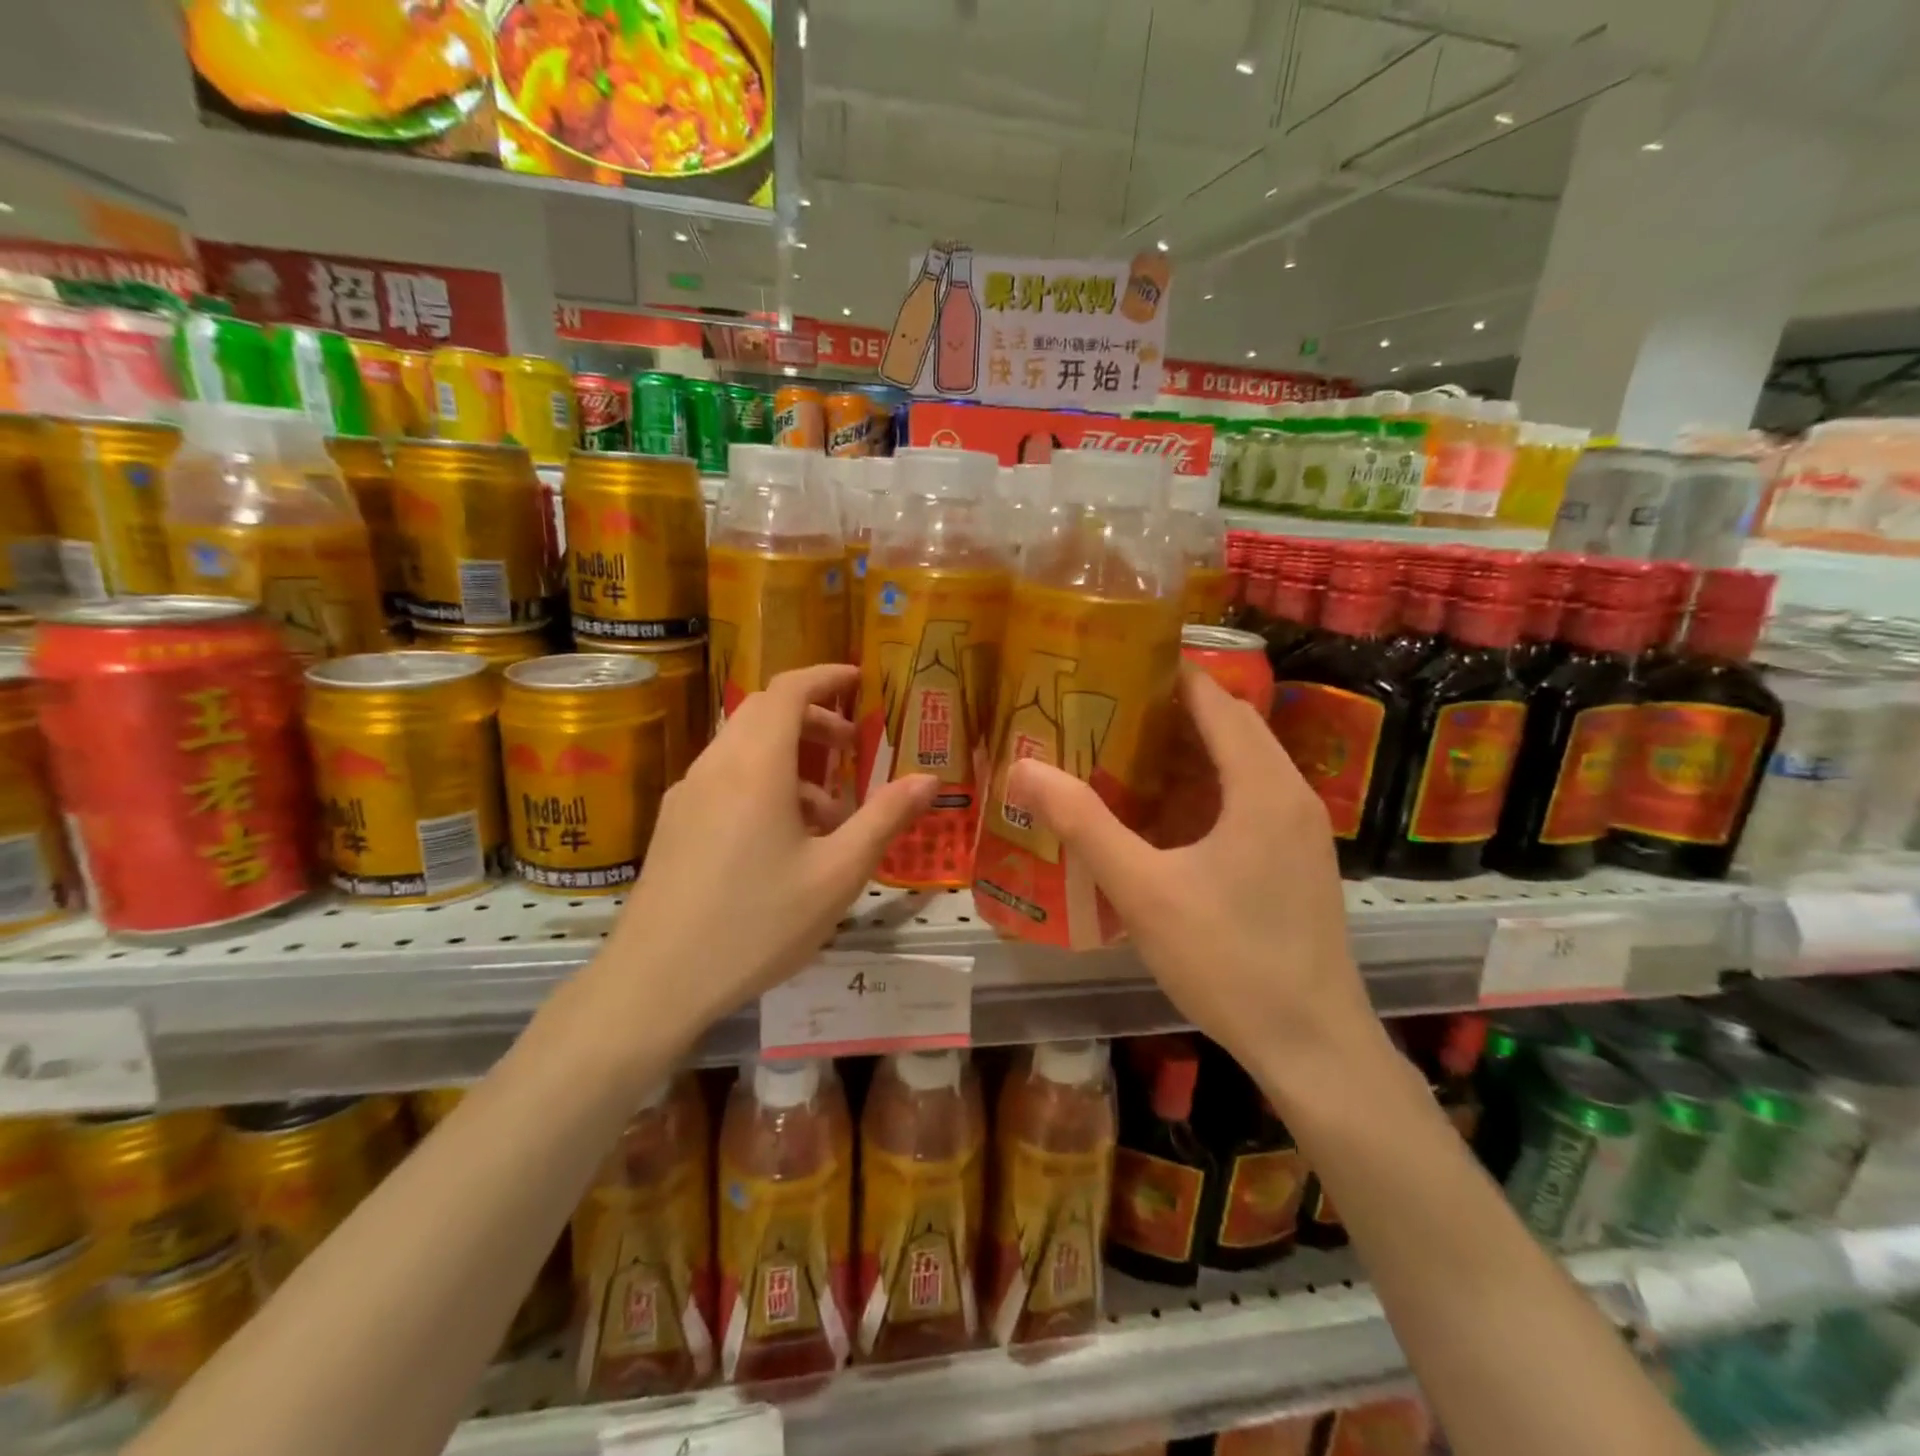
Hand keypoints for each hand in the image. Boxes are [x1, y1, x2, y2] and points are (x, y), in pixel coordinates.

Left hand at [575, 664, 936, 1054]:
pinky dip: (762, 784)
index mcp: (756, 766)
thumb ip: (885, 819)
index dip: (826, 677)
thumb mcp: (837, 874)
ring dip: (790, 759)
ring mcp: (687, 795)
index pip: (788, 690)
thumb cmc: (757, 923)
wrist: (656, 982)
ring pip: (744, 749)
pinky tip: (784, 841)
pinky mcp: (674, 824)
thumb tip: (929, 779)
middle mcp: (716, 766)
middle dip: (812, 718)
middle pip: (764, 713)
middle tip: (852, 747)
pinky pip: (725, 780)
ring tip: (829, 813)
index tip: (859, 680)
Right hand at [1007, 668, 1385, 1091]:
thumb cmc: (1229, 960)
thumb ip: (1083, 824)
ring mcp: (1300, 830)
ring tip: (1120, 756)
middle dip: (1169, 713)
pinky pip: (1248, 801)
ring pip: (1240, 766)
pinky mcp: (1297, 861)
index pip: (1215, 699)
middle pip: (1230, 726)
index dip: (1165, 676)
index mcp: (1263, 786)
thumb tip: (1024, 769)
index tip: (1109, 670)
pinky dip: (1205, 791)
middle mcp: (1291, 794)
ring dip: (1187, 754)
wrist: (1312, 1046)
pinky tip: (1160, 818)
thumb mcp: (1143, 889)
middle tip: (1102, 713)